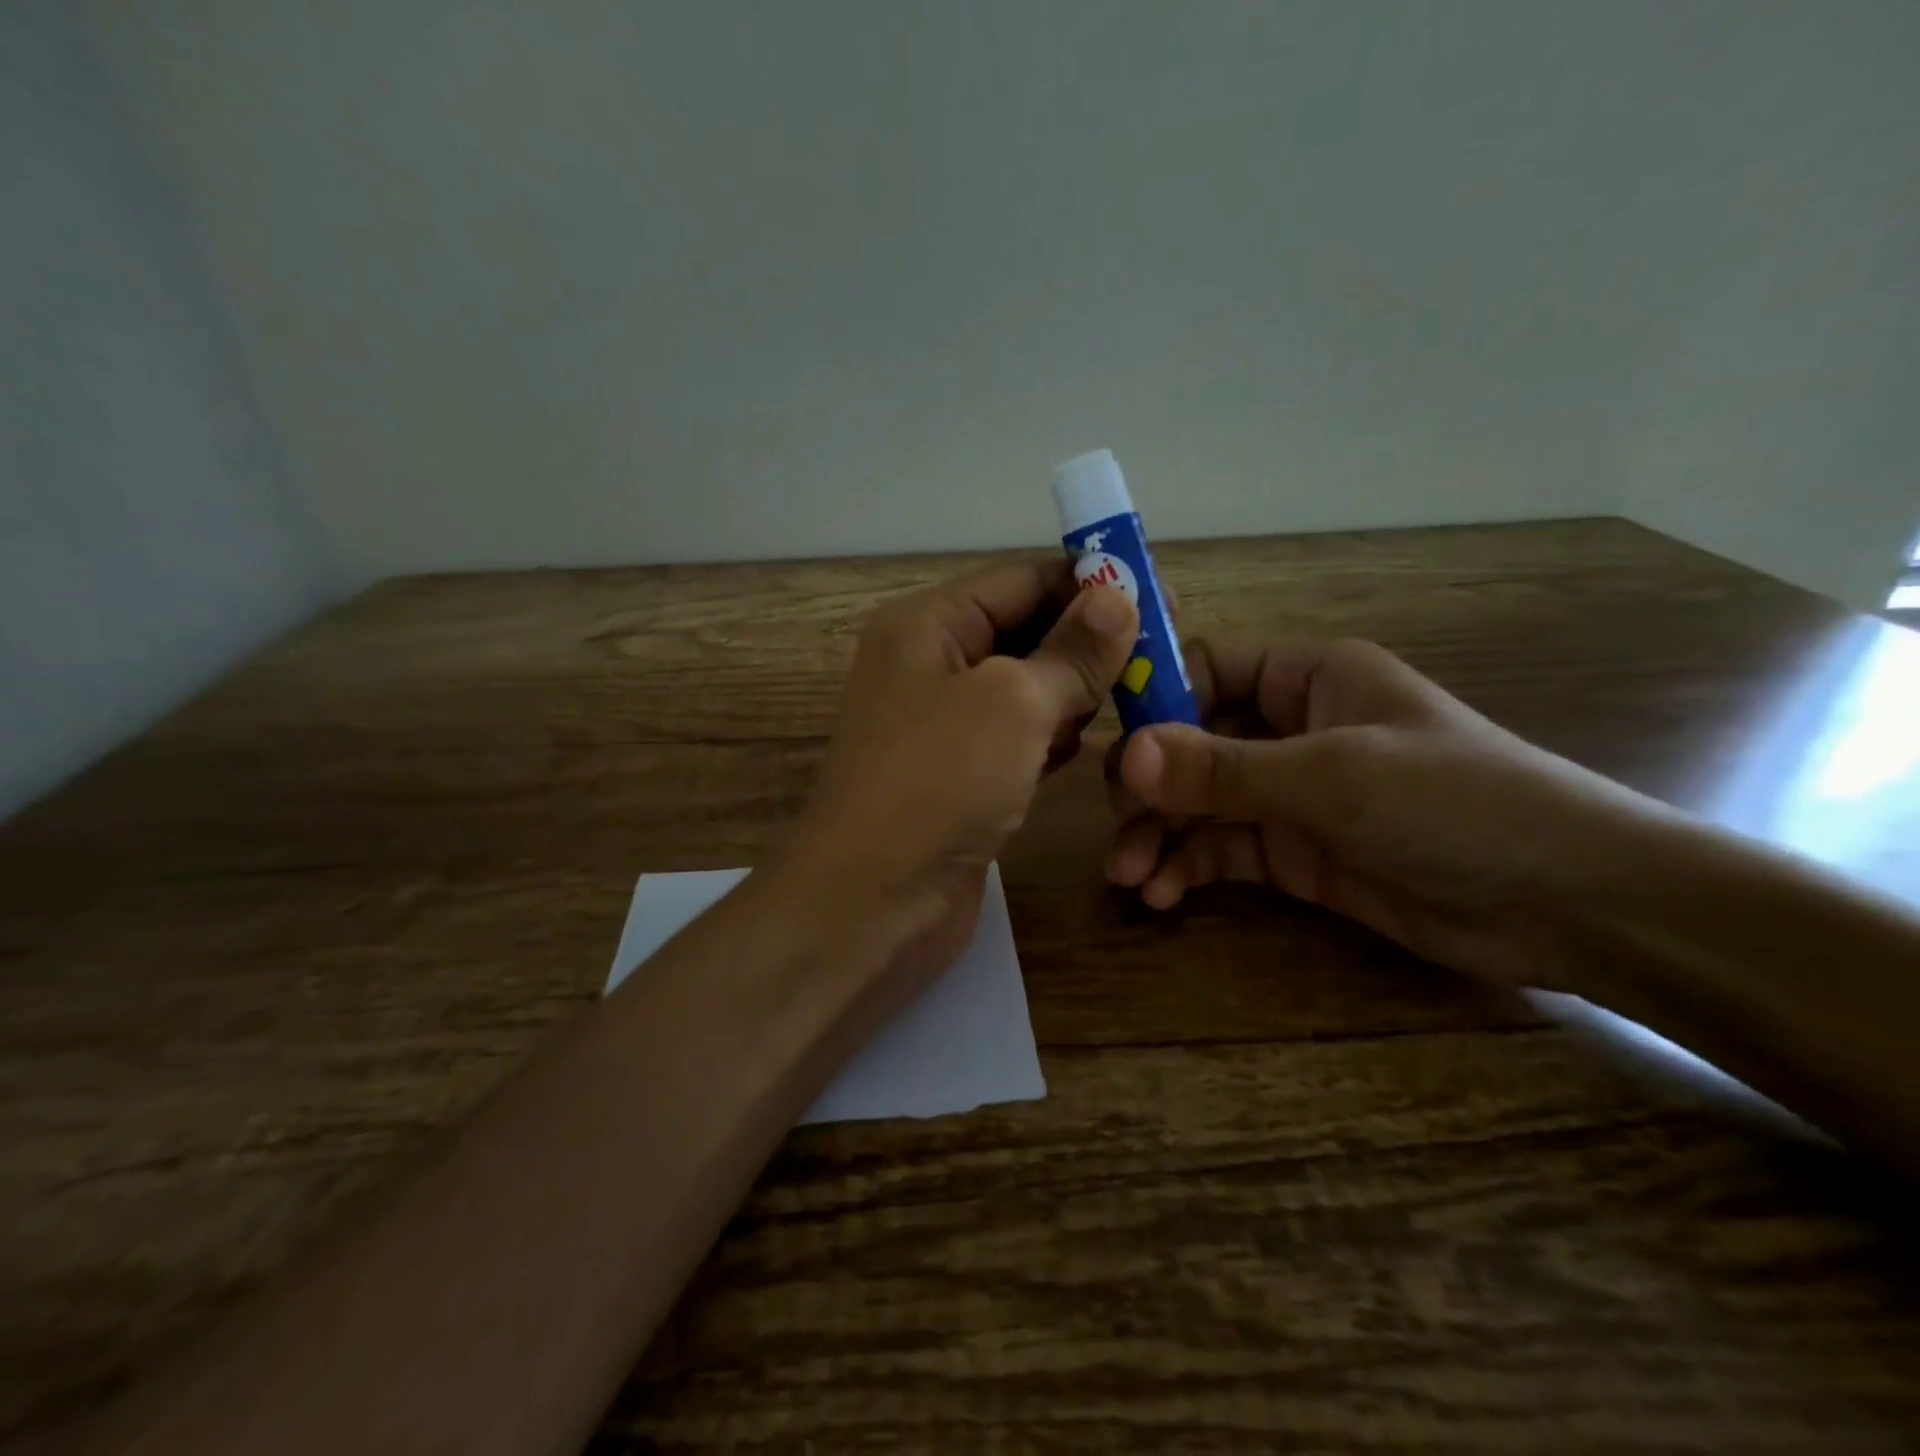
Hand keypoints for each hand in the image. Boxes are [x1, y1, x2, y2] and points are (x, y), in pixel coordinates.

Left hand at [790, 558, 1137, 990]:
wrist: (872, 901)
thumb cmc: (938, 782)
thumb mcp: (1013, 702)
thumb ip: (1070, 651)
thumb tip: (1118, 597)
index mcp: (928, 625)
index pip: (1020, 579)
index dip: (1089, 583)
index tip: (1159, 596)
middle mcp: (930, 666)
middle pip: (1025, 632)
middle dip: (1088, 641)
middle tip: (1163, 652)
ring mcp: (944, 726)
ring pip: (1026, 689)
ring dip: (1076, 692)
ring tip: (1137, 695)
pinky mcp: (960, 777)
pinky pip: (1018, 739)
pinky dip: (1054, 737)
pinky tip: (1088, 745)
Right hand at [1106, 637, 1666, 989]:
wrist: (1569, 906)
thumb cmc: (1456, 805)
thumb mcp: (1333, 778)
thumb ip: (1224, 769)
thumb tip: (1126, 757)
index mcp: (1308, 678)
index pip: (1209, 670)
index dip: (1158, 701)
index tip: (1114, 745)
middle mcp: (1291, 728)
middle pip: (1191, 744)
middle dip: (1150, 787)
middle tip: (1118, 827)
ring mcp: (1290, 794)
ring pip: (1199, 803)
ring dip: (1161, 835)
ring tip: (1131, 875)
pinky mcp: (1294, 853)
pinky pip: (1222, 850)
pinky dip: (1189, 868)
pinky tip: (1164, 894)